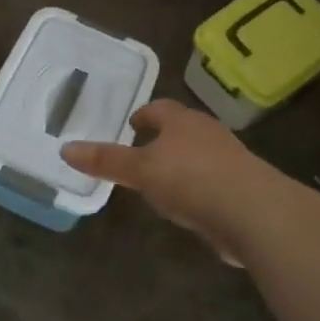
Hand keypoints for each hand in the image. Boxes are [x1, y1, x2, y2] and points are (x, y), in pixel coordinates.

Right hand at [61, 99, 272, 265]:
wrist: (253, 212)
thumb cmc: (191, 179)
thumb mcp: (140, 170)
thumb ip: (106, 161)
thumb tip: (66, 148)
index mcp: (183, 121)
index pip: (159, 108)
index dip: (142, 115)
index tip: (129, 125)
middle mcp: (207, 133)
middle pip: (180, 129)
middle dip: (161, 139)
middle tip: (138, 153)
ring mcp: (228, 159)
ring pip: (197, 155)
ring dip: (179, 164)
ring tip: (159, 182)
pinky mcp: (241, 187)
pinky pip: (211, 181)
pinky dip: (196, 188)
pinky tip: (187, 206)